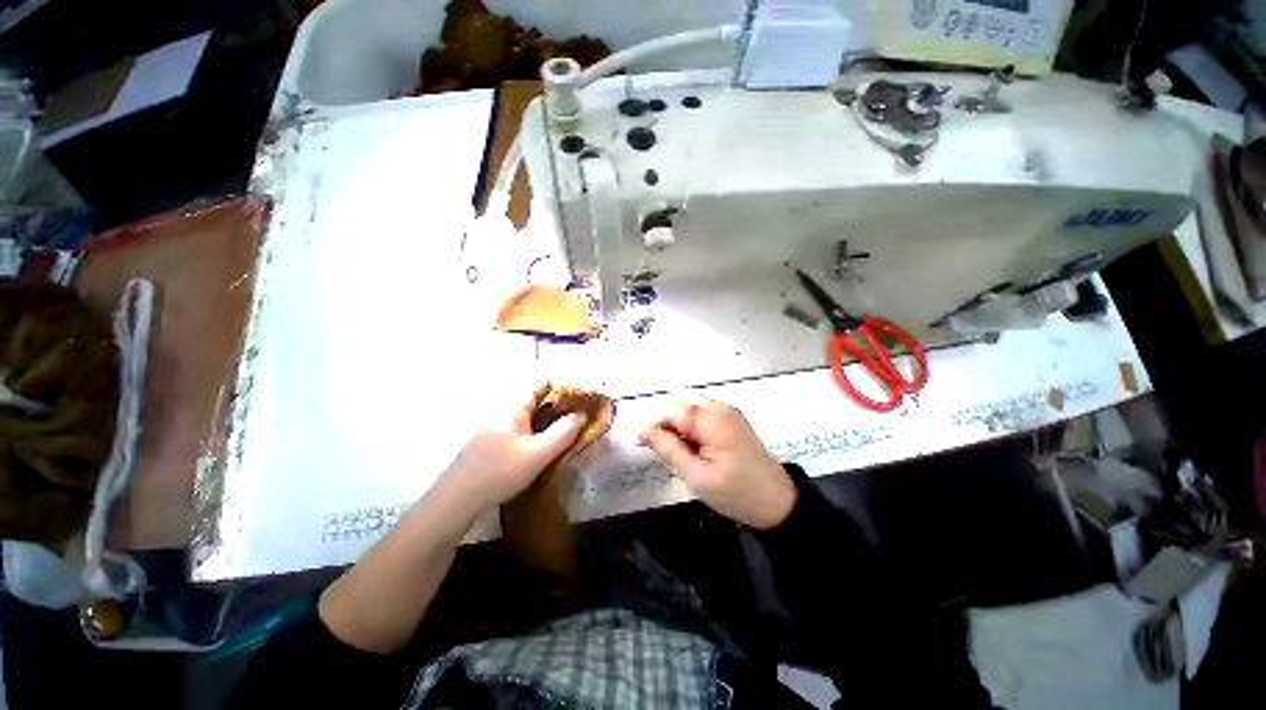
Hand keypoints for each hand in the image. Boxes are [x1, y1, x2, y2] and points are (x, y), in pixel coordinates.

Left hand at [441, 383, 586, 512]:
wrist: (455, 502)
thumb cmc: (499, 473)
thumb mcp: (538, 454)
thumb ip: (564, 432)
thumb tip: (583, 413)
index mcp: (514, 405)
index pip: (544, 381)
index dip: (566, 386)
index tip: (585, 399)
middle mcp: (504, 408)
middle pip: (538, 395)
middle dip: (562, 402)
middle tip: (582, 416)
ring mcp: (497, 423)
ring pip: (531, 411)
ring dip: (551, 416)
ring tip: (570, 429)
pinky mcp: (494, 438)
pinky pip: (523, 424)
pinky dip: (539, 427)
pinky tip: (547, 443)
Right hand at [640, 398, 795, 529]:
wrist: (778, 504)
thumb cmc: (736, 493)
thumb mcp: (696, 475)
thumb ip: (668, 448)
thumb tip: (643, 429)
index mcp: (711, 418)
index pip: (670, 410)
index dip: (653, 425)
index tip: (643, 445)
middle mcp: (719, 407)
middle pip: (679, 407)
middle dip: (666, 427)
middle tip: (665, 456)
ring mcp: (728, 412)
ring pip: (689, 412)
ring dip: (678, 430)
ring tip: (682, 457)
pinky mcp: (732, 420)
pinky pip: (702, 417)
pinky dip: (692, 431)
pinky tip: (695, 451)